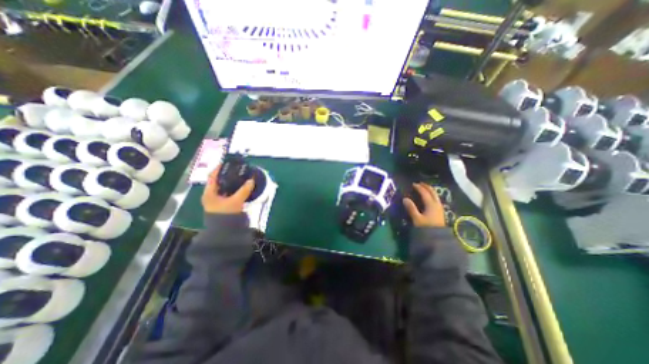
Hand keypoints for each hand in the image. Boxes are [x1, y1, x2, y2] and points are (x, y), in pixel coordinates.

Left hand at [202, 167, 254, 214]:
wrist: (223, 231)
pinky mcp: (222, 205)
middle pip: (218, 181)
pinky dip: (233, 189)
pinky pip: (227, 193)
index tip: (228, 162)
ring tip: (240, 177)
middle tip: (237, 170)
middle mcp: (210, 195)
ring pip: (223, 187)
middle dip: (227, 175)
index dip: (219, 168)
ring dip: (231, 182)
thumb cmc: (225, 214)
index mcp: (209, 193)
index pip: (212, 176)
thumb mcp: (236, 201)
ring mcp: (216, 200)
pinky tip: (240, 187)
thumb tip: (252, 179)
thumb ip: (244, 190)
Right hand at [404, 183, 442, 226]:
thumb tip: (404, 198)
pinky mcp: (440, 211)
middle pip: (432, 192)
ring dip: (429, 190)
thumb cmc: (426, 227)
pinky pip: (436, 199)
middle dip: (426, 186)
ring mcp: (439, 207)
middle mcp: (436, 204)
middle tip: (419, 183)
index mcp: (431, 204)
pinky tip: (429, 198)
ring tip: (424, 188)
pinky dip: (431, 195)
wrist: (438, 238)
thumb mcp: (417, 219)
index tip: (413, 184)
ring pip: (435, 195)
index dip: (419, 187)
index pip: (424, 193)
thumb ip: (411, 208)